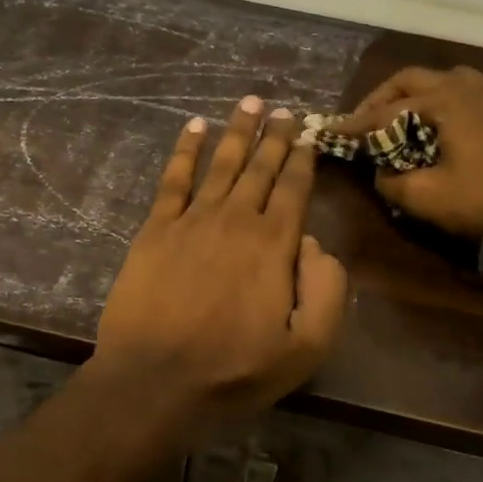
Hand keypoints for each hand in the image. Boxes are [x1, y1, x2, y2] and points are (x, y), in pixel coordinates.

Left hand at [93, 96, 348, 423]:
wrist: (155, 380)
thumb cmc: (233, 370)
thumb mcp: (305, 348)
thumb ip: (326, 291)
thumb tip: (315, 243)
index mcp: (274, 245)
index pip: (294, 188)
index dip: (303, 158)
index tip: (310, 132)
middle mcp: (235, 220)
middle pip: (260, 167)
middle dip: (276, 136)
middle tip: (285, 110)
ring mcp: (192, 220)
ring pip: (221, 163)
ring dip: (237, 130)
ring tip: (251, 101)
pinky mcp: (155, 229)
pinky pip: (173, 179)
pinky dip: (184, 150)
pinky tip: (194, 127)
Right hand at [332, 66, 482, 248]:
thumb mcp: (426, 198)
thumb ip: (392, 182)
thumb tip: (382, 172)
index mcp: (442, 101)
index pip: (385, 110)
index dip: (355, 124)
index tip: (331, 132)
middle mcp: (466, 86)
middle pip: (412, 79)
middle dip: (382, 98)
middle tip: (365, 121)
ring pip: (445, 80)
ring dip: (417, 94)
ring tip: (405, 117)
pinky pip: (469, 93)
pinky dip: (446, 102)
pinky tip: (446, 125)